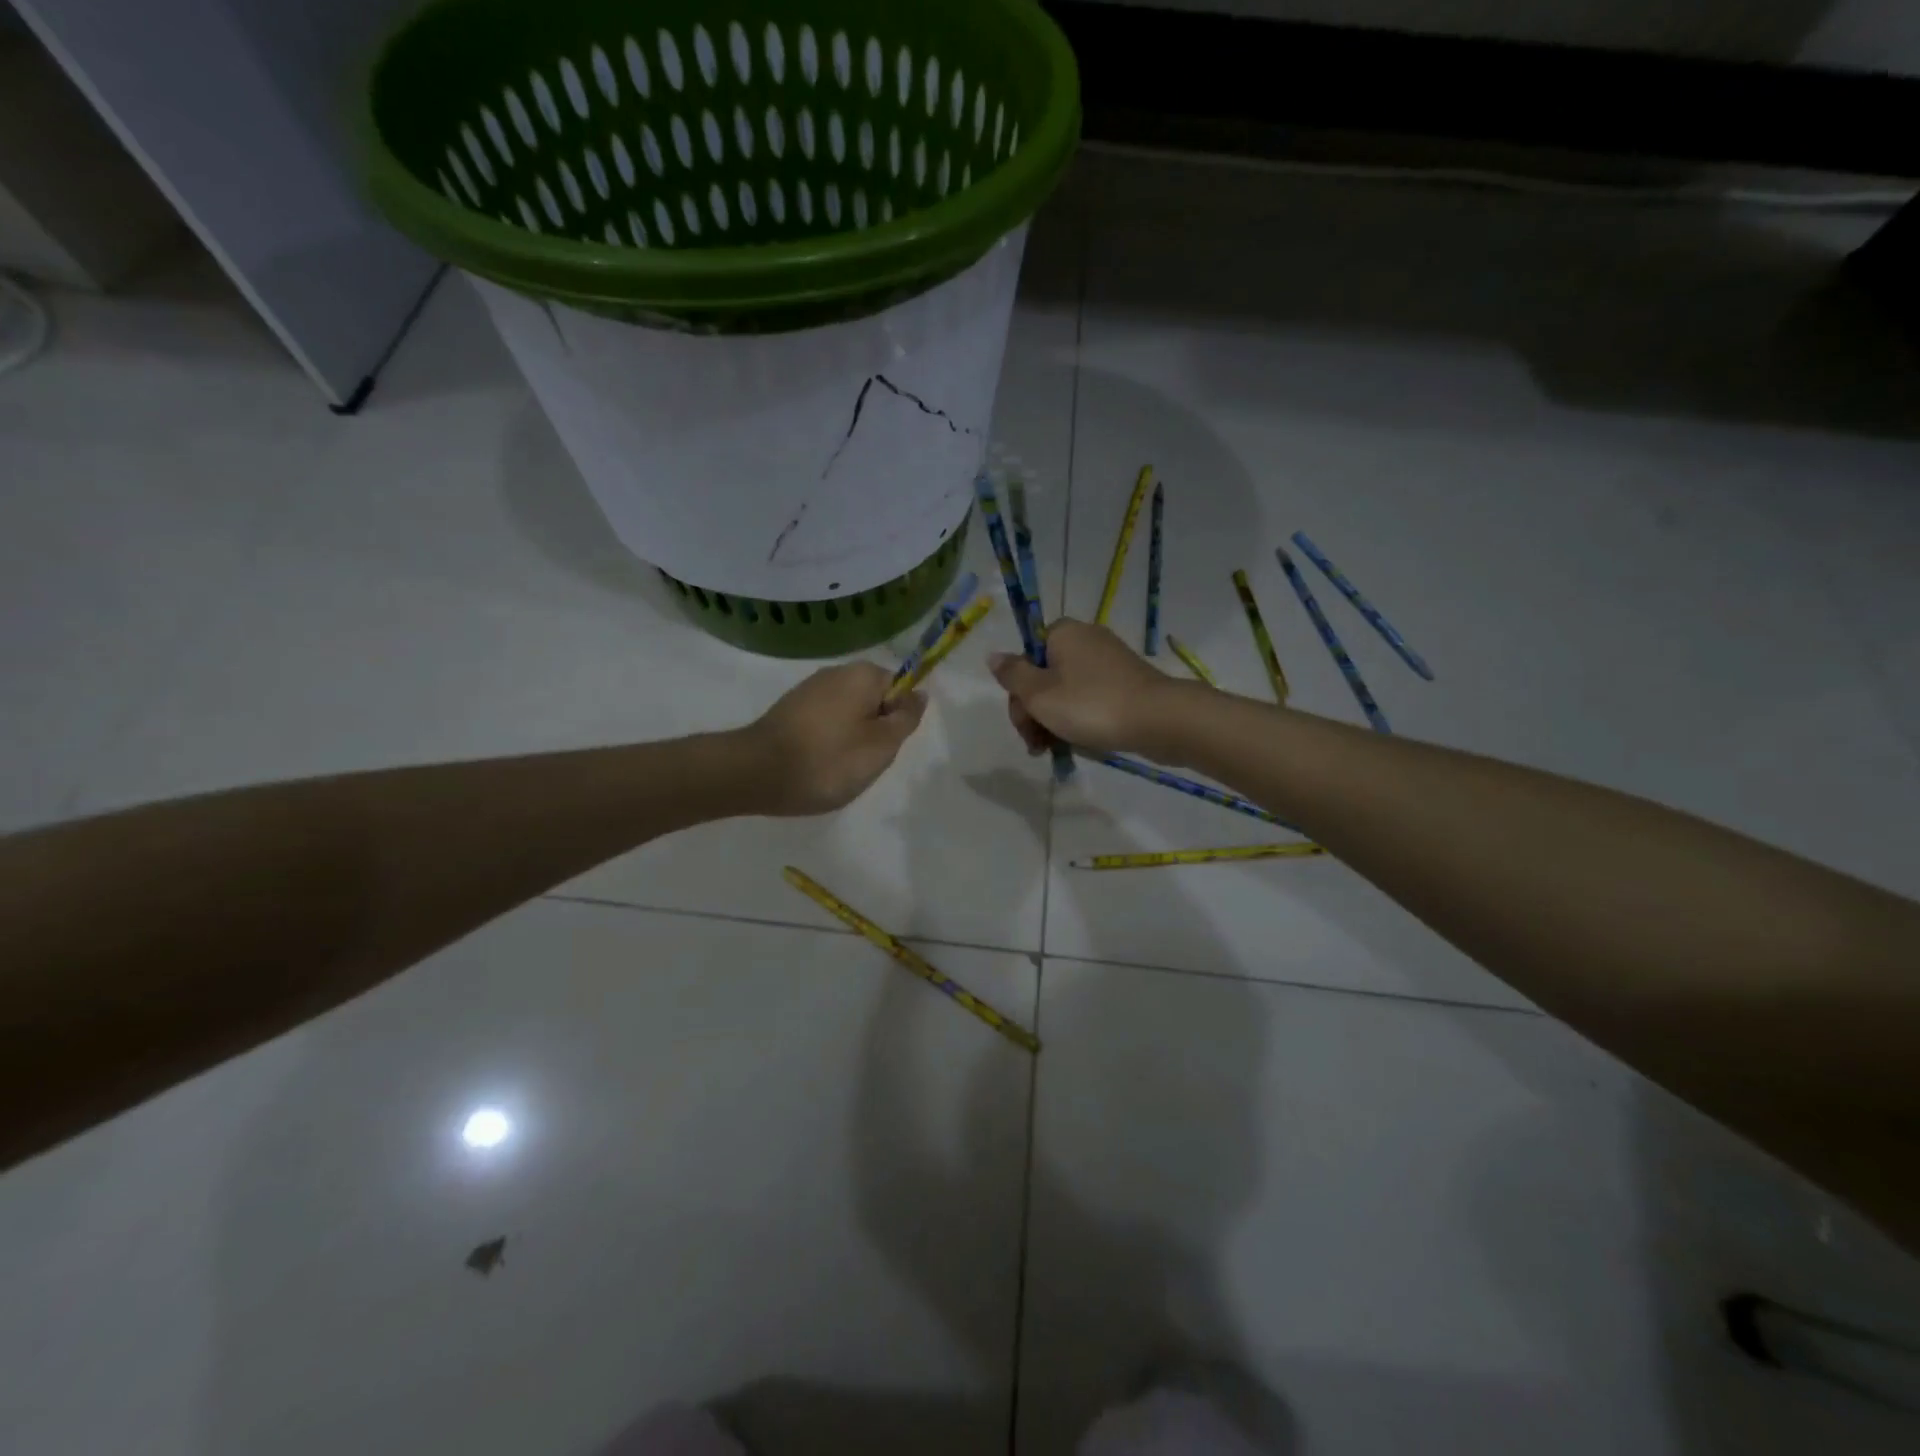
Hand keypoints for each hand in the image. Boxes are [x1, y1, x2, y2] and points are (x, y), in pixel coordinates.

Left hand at [739, 663, 926, 815]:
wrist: (756, 773)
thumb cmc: (829, 760)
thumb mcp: (882, 745)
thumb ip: (906, 718)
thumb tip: (919, 693)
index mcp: (862, 674)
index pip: (900, 688)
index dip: (898, 719)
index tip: (885, 746)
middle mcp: (836, 672)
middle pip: (874, 701)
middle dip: (875, 731)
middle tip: (864, 762)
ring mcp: (808, 690)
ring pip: (849, 715)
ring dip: (851, 740)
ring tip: (838, 768)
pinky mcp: (789, 709)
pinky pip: (824, 724)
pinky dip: (827, 743)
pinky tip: (817, 765)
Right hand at [989, 619, 1191, 757]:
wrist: (1160, 720)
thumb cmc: (1092, 705)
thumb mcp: (1040, 694)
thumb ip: (1012, 675)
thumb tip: (993, 656)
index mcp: (1062, 633)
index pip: (1025, 658)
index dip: (1018, 693)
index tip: (1024, 723)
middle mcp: (1085, 639)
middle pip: (1044, 676)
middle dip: (1035, 712)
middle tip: (1038, 745)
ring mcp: (1108, 661)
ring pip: (1066, 691)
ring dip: (1054, 721)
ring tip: (1055, 751)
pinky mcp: (1126, 682)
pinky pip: (1090, 698)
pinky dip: (1079, 718)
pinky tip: (1078, 742)